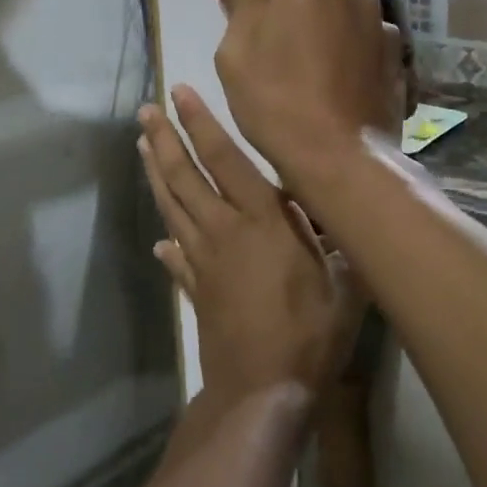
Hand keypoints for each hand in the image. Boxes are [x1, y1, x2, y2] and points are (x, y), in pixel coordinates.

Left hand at [138, 86, 364, 403]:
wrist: (262, 392)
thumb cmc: (310, 334)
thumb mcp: (344, 284)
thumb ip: (339, 244)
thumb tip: (344, 214)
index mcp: (261, 221)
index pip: (225, 160)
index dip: (201, 124)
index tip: (179, 94)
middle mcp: (224, 232)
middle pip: (186, 178)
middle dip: (164, 141)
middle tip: (145, 112)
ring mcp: (203, 261)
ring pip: (173, 208)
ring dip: (157, 175)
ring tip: (142, 148)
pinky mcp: (195, 290)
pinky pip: (177, 258)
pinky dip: (167, 244)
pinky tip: (160, 241)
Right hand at [206, 0, 404, 183]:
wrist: (338, 162)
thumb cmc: (277, 98)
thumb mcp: (238, 52)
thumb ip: (238, 3)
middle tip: (283, 27)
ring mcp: (383, 34)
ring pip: (354, 13)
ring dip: (334, 26)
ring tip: (309, 66)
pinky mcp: (397, 68)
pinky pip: (368, 47)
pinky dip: (352, 56)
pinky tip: (334, 89)